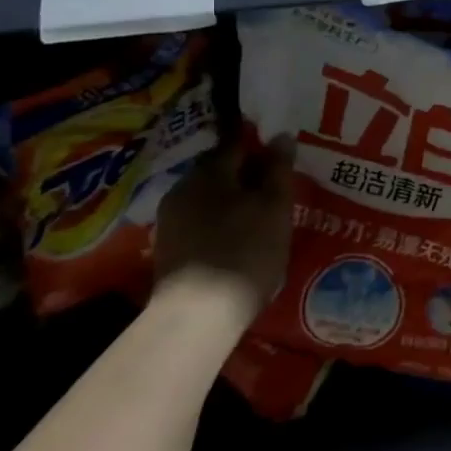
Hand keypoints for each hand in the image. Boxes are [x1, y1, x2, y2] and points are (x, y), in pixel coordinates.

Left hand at [152, 136, 294, 326]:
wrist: (197, 315)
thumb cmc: (245, 251)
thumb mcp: (275, 207)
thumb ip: (278, 169)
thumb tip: (281, 135)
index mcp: (210, 172)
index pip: (238, 143)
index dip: (261, 147)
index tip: (281, 159)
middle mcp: (183, 188)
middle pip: (220, 170)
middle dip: (246, 175)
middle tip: (275, 190)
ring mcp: (170, 219)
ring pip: (209, 197)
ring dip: (232, 200)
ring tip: (260, 217)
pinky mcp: (168, 248)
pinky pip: (200, 221)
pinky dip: (219, 222)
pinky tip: (237, 239)